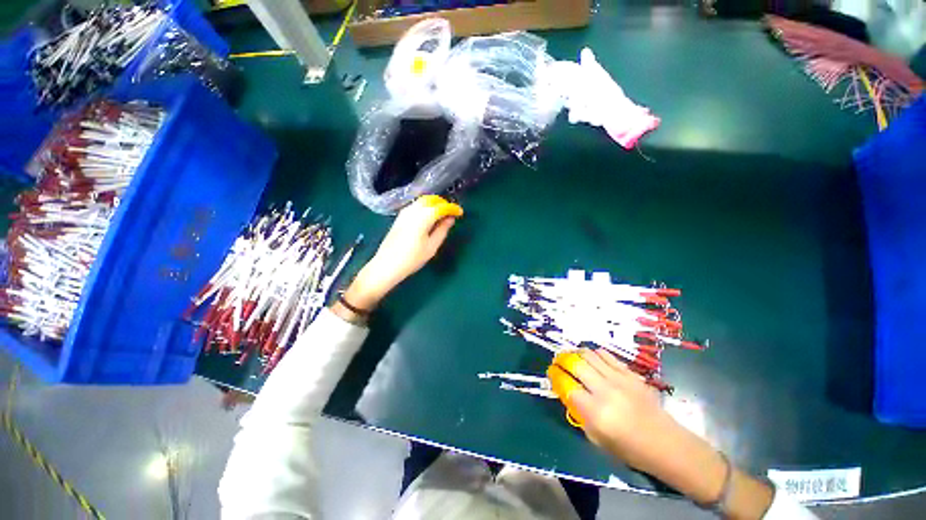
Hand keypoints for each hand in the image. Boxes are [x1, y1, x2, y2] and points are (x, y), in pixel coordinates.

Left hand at [339, 195, 462, 314]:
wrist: (386, 265)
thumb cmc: (412, 258)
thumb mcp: (432, 246)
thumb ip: (442, 230)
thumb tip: (450, 218)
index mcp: (423, 217)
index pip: (441, 207)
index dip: (452, 208)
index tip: (460, 213)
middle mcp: (413, 210)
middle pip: (430, 199)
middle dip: (443, 203)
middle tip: (452, 212)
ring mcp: (404, 213)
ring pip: (422, 201)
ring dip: (434, 204)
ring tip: (442, 214)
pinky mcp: (399, 218)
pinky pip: (415, 206)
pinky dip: (425, 207)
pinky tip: (429, 217)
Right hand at [565, 349, 677, 471]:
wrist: (667, 444)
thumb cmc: (630, 449)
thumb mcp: (597, 439)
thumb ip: (579, 414)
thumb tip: (567, 392)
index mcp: (596, 412)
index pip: (566, 385)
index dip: (554, 376)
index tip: (550, 373)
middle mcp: (605, 391)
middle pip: (575, 364)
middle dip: (561, 360)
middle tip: (557, 361)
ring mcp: (619, 380)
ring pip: (589, 355)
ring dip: (576, 353)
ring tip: (572, 357)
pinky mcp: (630, 374)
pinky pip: (606, 355)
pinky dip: (594, 354)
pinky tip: (591, 358)